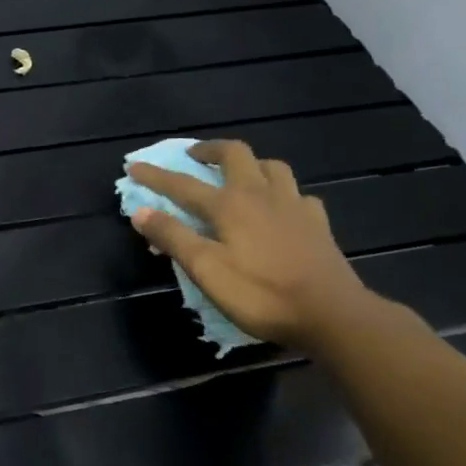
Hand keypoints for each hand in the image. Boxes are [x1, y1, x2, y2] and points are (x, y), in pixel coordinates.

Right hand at [127, 140, 371, 349]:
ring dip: (249, 164)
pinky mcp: (317, 224)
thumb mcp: (206, 270)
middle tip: (193, 156)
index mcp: (229, 205)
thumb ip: (173, 237)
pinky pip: (298, 195)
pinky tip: (280, 208)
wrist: (333, 315)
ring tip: (238, 175)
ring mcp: (294, 206)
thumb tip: (141, 211)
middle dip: (209, 150)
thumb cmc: (261, 294)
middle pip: (235, 154)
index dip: (155, 176)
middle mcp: (260, 195)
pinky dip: (282, 194)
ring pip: (271, 167)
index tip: (133, 166)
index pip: (182, 184)